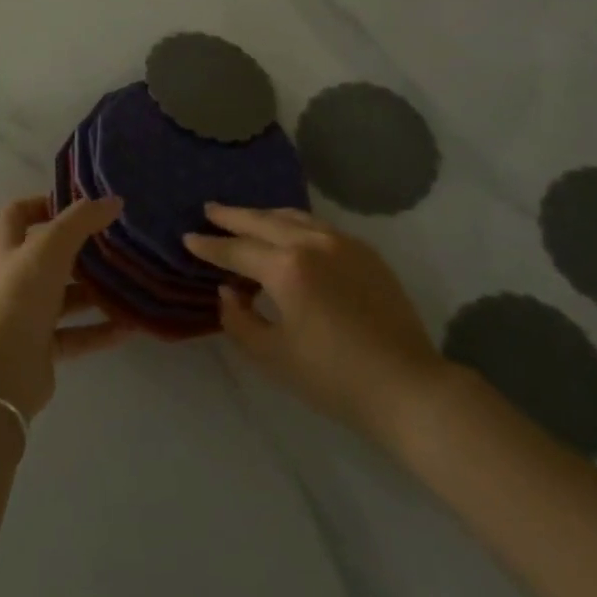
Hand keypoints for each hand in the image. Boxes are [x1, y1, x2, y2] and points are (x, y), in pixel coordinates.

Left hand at [0, 195, 132, 419]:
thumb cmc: (19, 296)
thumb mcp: (51, 246)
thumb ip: (82, 220)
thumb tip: (113, 201)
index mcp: (4, 246)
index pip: (19, 213)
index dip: (46, 204)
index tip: (82, 205)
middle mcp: (12, 276)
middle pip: (48, 254)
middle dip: (81, 249)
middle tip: (116, 242)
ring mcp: (25, 313)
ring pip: (64, 295)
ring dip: (94, 291)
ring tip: (130, 283)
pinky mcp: (40, 346)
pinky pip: (75, 333)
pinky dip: (99, 329)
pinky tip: (130, 326)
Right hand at [185, 204, 447, 443]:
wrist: (407, 386)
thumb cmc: (333, 378)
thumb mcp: (273, 356)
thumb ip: (239, 320)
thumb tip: (229, 291)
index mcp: (287, 268)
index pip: (237, 250)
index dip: (209, 245)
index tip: (188, 237)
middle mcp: (313, 243)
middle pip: (263, 221)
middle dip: (233, 216)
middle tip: (210, 209)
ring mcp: (343, 243)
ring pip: (293, 217)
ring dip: (264, 216)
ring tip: (245, 216)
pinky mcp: (365, 252)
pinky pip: (319, 226)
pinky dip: (294, 224)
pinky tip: (288, 232)